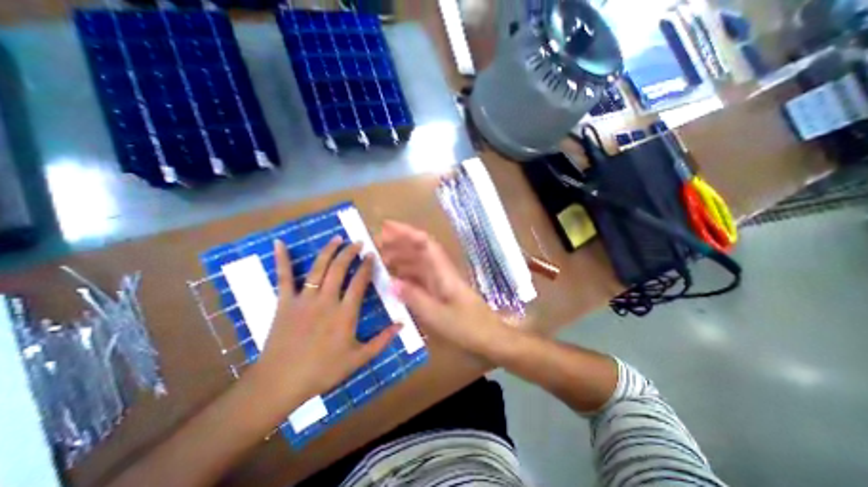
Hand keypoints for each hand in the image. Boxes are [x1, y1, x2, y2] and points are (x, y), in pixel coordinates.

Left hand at [250, 238, 401, 412]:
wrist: (280, 383)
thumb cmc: (322, 371)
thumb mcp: (358, 358)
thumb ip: (382, 340)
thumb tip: (402, 324)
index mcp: (345, 313)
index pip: (359, 282)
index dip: (366, 266)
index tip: (371, 255)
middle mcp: (326, 300)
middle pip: (339, 269)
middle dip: (350, 252)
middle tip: (357, 242)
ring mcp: (304, 299)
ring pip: (318, 268)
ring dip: (329, 250)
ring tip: (337, 238)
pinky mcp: (285, 302)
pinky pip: (284, 277)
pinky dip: (282, 259)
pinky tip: (279, 243)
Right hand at [377, 222, 505, 354]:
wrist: (489, 336)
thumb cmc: (466, 325)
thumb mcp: (437, 316)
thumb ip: (414, 298)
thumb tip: (392, 283)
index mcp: (443, 271)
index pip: (424, 243)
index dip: (405, 232)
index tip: (386, 227)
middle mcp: (441, 271)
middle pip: (419, 249)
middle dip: (398, 243)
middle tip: (376, 244)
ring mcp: (440, 280)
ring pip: (418, 262)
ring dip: (401, 257)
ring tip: (380, 259)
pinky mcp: (440, 290)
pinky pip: (420, 276)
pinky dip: (406, 274)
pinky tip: (395, 278)